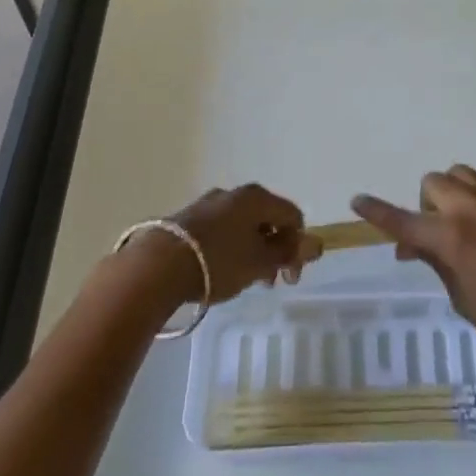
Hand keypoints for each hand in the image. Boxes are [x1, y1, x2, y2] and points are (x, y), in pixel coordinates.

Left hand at [122, 184, 323, 306]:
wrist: (158, 265)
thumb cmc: (219, 262)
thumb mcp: (260, 262)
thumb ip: (289, 253)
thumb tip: (316, 243)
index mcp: (256, 197)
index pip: (292, 215)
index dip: (299, 246)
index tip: (290, 278)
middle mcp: (234, 193)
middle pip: (266, 218)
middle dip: (273, 249)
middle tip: (268, 282)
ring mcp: (208, 203)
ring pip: (241, 225)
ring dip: (251, 250)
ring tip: (242, 280)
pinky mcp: (187, 218)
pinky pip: (220, 229)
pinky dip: (228, 247)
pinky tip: (218, 271)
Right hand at [352, 167, 475, 374]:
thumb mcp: (464, 299)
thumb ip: (436, 262)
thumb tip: (412, 245)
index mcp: (451, 238)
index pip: (403, 220)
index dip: (378, 212)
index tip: (357, 200)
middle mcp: (470, 207)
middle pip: (431, 184)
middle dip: (426, 206)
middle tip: (434, 237)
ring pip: (458, 174)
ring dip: (450, 193)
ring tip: (459, 224)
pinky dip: (474, 191)